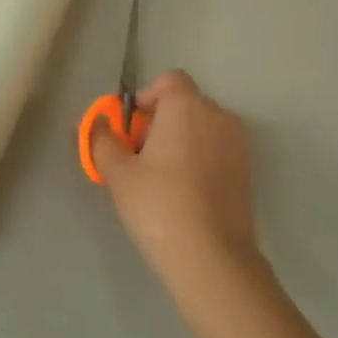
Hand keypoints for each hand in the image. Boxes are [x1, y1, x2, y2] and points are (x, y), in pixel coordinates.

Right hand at [91, 70, 258, 280]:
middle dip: (160, 121)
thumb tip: (91, 122)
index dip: (146, 98)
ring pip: (202, 127)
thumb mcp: (119, 173)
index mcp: (187, 106)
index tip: (130, 129)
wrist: (212, 258)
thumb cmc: (159, 205)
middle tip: (138, 157)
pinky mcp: (247, 170)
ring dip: (180, 139)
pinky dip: (199, 158)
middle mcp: (218, 115)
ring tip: (160, 178)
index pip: (169, 80)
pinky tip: (184, 192)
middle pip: (185, 103)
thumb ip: (101, 140)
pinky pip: (216, 149)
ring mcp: (238, 143)